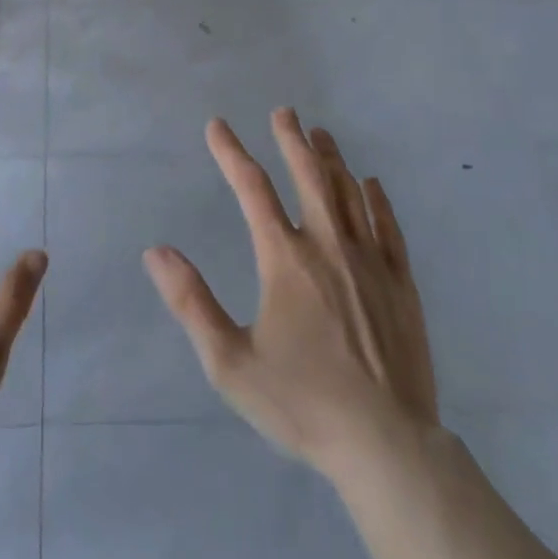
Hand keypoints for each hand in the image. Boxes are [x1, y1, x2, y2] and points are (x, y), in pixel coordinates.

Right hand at [144, 110, 438, 479]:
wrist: (387, 446)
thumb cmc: (302, 403)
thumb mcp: (230, 362)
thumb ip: (191, 303)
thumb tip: (156, 252)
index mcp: (285, 260)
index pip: (252, 190)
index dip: (232, 153)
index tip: (217, 125)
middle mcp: (328, 247)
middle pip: (309, 176)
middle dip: (292, 139)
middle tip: (284, 111)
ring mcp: (370, 262)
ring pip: (349, 193)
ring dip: (331, 159)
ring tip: (321, 134)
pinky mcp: (401, 284)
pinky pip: (388, 226)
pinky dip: (376, 199)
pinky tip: (371, 184)